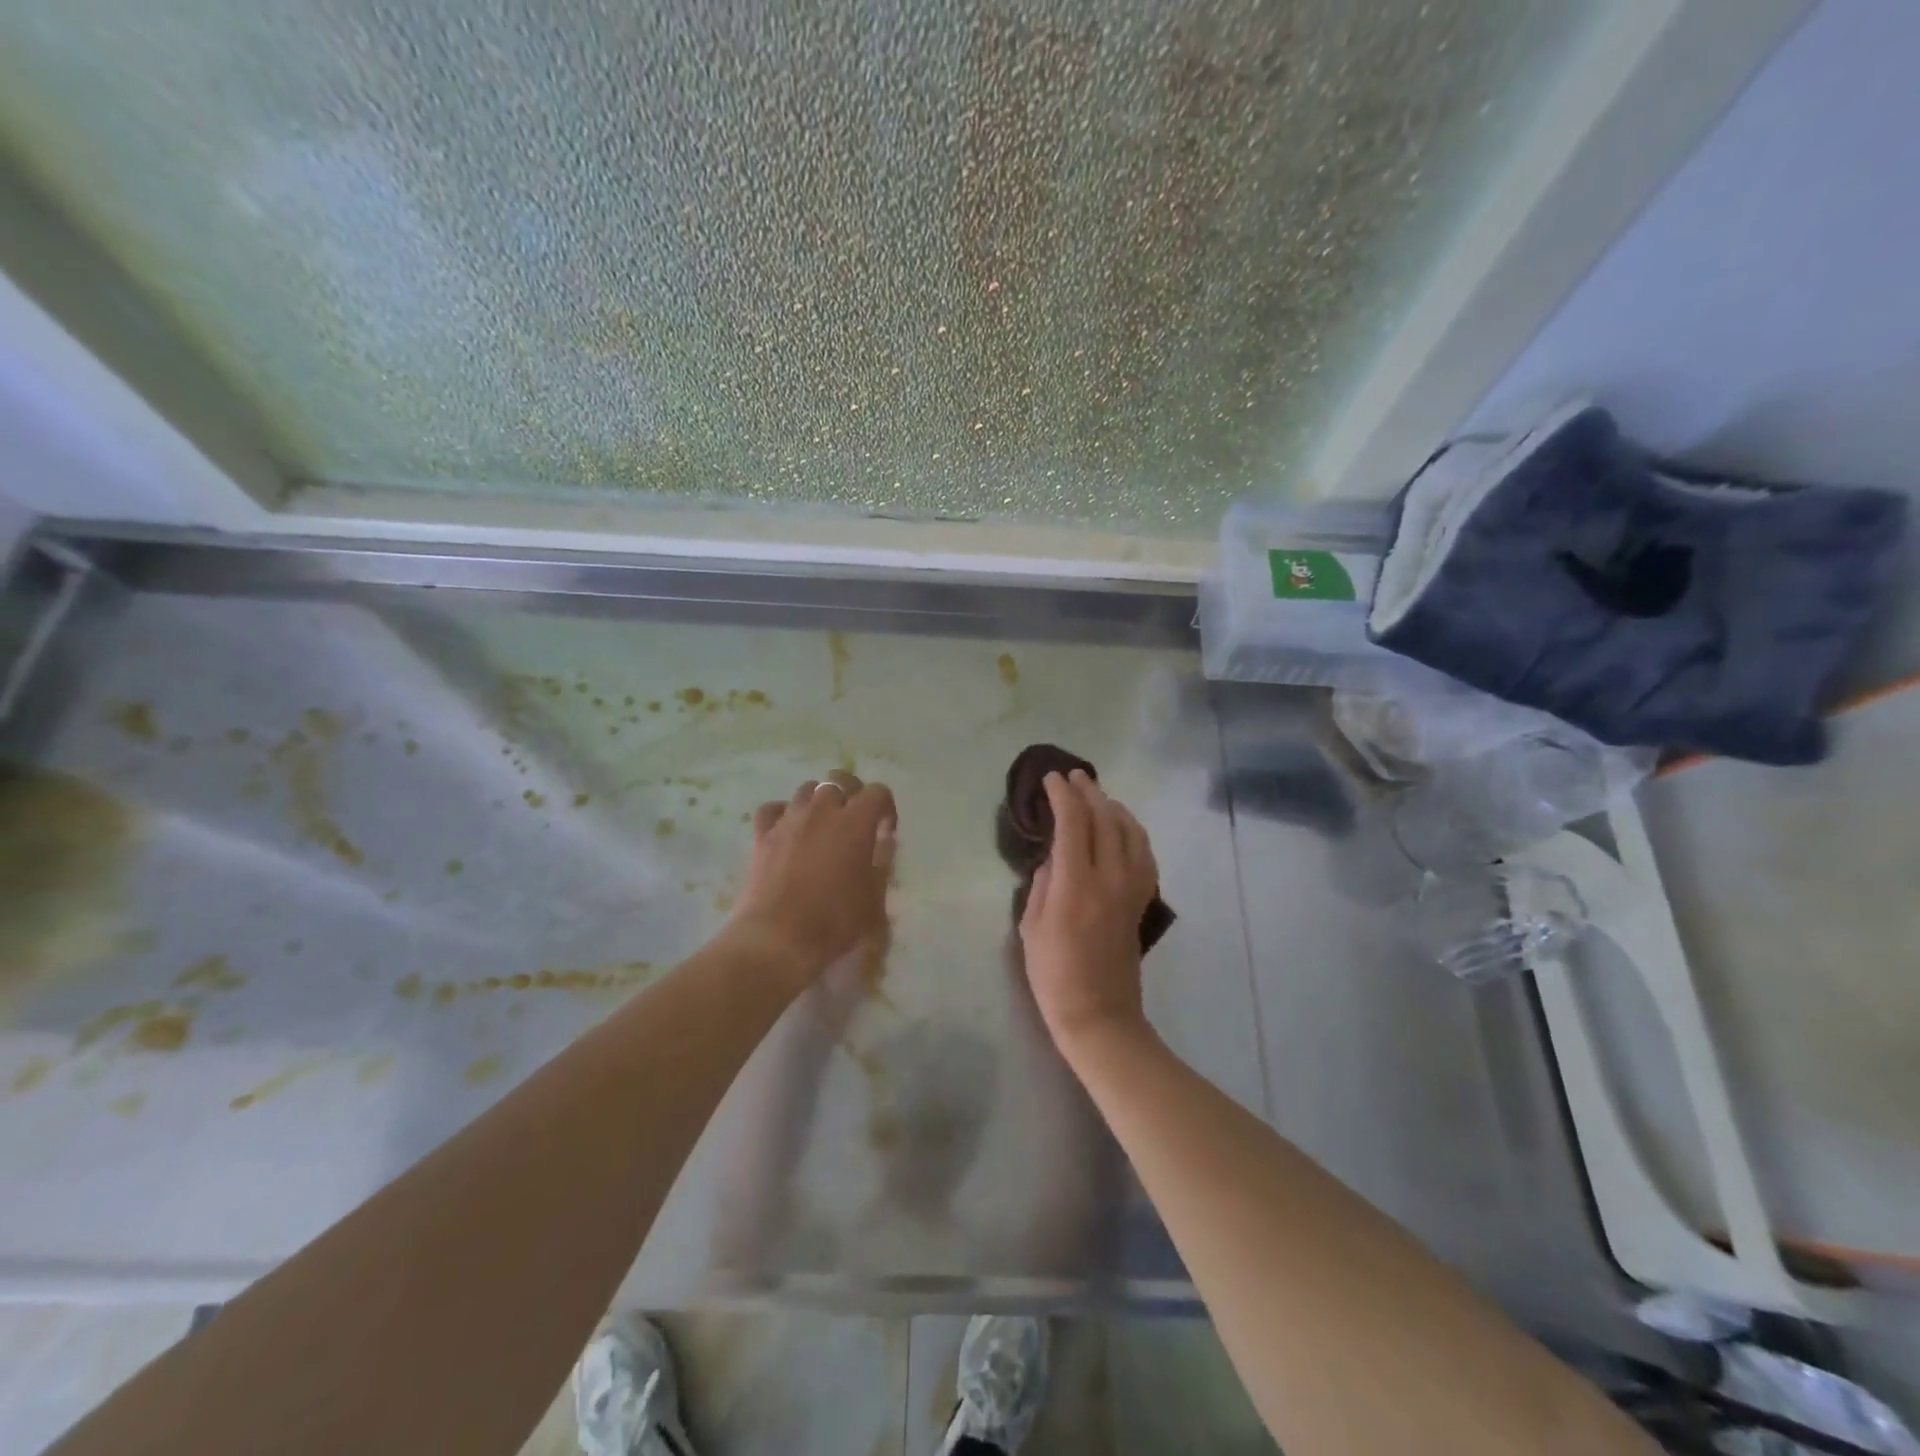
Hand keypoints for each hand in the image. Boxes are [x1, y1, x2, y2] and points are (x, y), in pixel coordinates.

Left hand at [727, 769, 896, 985]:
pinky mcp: (762, 834)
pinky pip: (774, 808)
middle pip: (839, 780)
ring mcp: (789, 819)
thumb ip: (881, 862)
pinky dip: (783, 814)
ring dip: (818, 802)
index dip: (885, 808)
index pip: (878, 792)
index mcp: (855, 822)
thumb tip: (882, 841)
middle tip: (854, 822)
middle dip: (852, 794)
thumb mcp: (874, 898)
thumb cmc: (834, 921)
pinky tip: (787, 831)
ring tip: (821, 826)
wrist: (778, 938)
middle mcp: (822, 810)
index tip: (885, 831)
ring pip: (806, 790)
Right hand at [1019, 770, 1159, 1050]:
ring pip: (1130, 831)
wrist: (1099, 1014)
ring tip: (1098, 796)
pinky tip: (1123, 828)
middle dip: (1088, 792)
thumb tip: (1054, 858)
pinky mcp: (1142, 900)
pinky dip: (1133, 831)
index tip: (1051, 780)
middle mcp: (1110, 878)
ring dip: (1113, 807)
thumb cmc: (1053, 975)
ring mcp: (1132, 889)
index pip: (1073, 822)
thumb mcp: (1031, 927)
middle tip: (1073, 777)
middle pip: (1105, 818)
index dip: (1062, 795)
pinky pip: (1144, 854)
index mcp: (1076, 885)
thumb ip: (1042, 884)